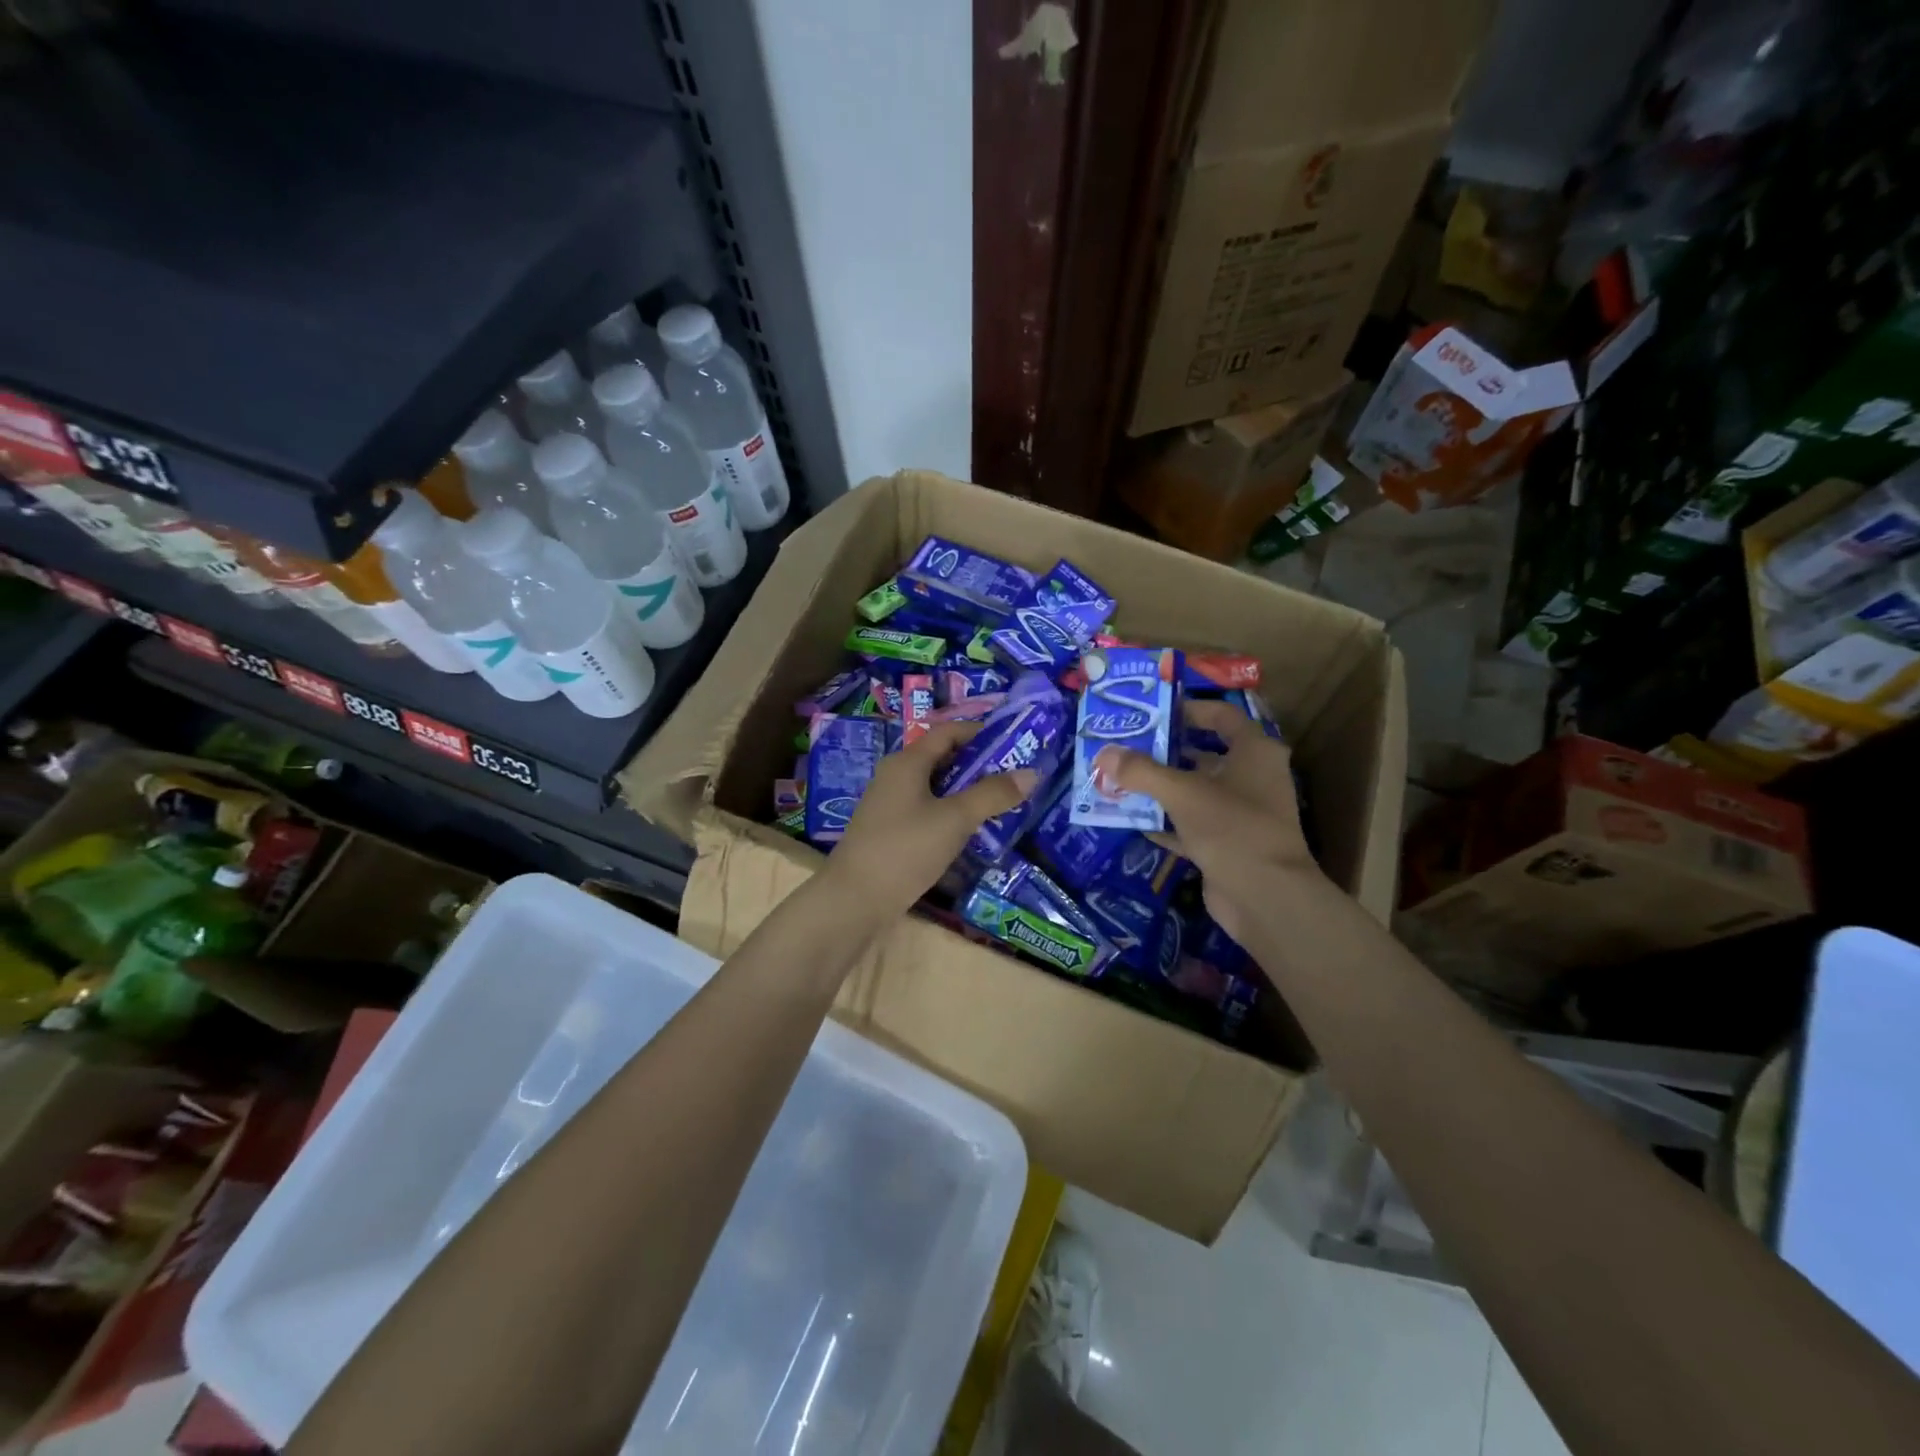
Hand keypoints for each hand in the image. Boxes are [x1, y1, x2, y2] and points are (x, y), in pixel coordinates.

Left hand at [821, 721, 1038, 924]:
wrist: (855, 899)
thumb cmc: (905, 849)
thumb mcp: (955, 819)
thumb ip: (992, 795)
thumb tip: (1031, 773)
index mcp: (907, 762)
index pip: (947, 732)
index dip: (980, 732)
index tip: (1014, 742)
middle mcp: (895, 776)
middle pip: (941, 758)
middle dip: (978, 764)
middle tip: (1015, 776)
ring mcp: (890, 805)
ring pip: (935, 787)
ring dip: (966, 792)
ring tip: (1001, 803)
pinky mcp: (890, 831)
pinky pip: (926, 810)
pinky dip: (950, 813)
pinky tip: (971, 831)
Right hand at [1099, 699, 1319, 941]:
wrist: (1265, 897)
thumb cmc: (1231, 827)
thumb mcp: (1182, 793)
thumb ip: (1141, 771)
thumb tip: (1103, 754)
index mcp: (1255, 752)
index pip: (1222, 716)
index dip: (1187, 710)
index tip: (1151, 712)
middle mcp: (1253, 777)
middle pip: (1204, 754)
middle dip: (1164, 751)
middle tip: (1125, 747)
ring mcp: (1241, 813)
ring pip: (1195, 791)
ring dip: (1160, 788)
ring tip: (1120, 779)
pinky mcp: (1228, 844)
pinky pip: (1190, 824)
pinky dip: (1165, 822)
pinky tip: (1132, 819)